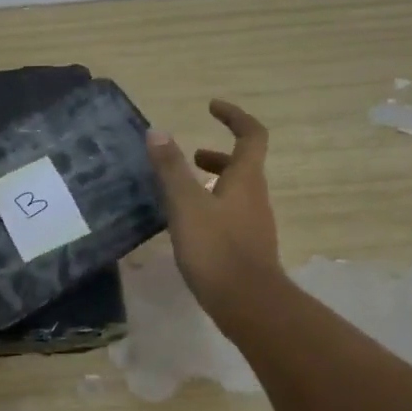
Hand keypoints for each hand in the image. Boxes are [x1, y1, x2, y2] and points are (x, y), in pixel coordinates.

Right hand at [147, 100, 283, 329]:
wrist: (248, 303)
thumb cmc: (217, 248)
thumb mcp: (186, 205)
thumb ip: (171, 168)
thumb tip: (157, 131)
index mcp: (246, 179)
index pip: (251, 135)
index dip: (234, 116)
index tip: (211, 107)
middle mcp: (255, 197)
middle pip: (243, 164)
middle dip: (217, 155)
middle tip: (189, 156)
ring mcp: (253, 224)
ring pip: (235, 192)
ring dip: (212, 183)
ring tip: (180, 191)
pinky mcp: (245, 247)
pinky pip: (229, 215)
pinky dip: (210, 208)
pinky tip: (186, 225)